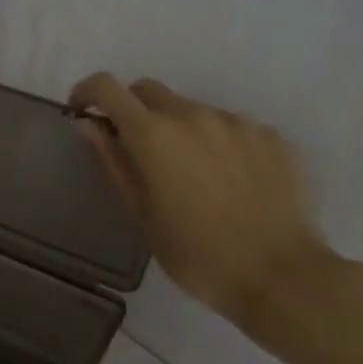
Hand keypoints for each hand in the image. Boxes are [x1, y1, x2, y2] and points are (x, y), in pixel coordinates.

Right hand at [69, 73, 332, 323]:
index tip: (82, 113)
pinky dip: (215, 143)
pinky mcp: (270, 136)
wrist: (281, 276)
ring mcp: (237, 123)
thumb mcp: (141, 213)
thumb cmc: (195, 254)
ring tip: (189, 176)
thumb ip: (113, 161)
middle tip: (134, 151)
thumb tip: (88, 125)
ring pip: (191, 109)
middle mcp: (194, 115)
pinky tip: (226, 182)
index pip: (108, 88)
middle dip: (132, 110)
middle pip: (149, 90)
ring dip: (177, 129)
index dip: (87, 92)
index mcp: (154, 135)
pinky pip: (229, 127)